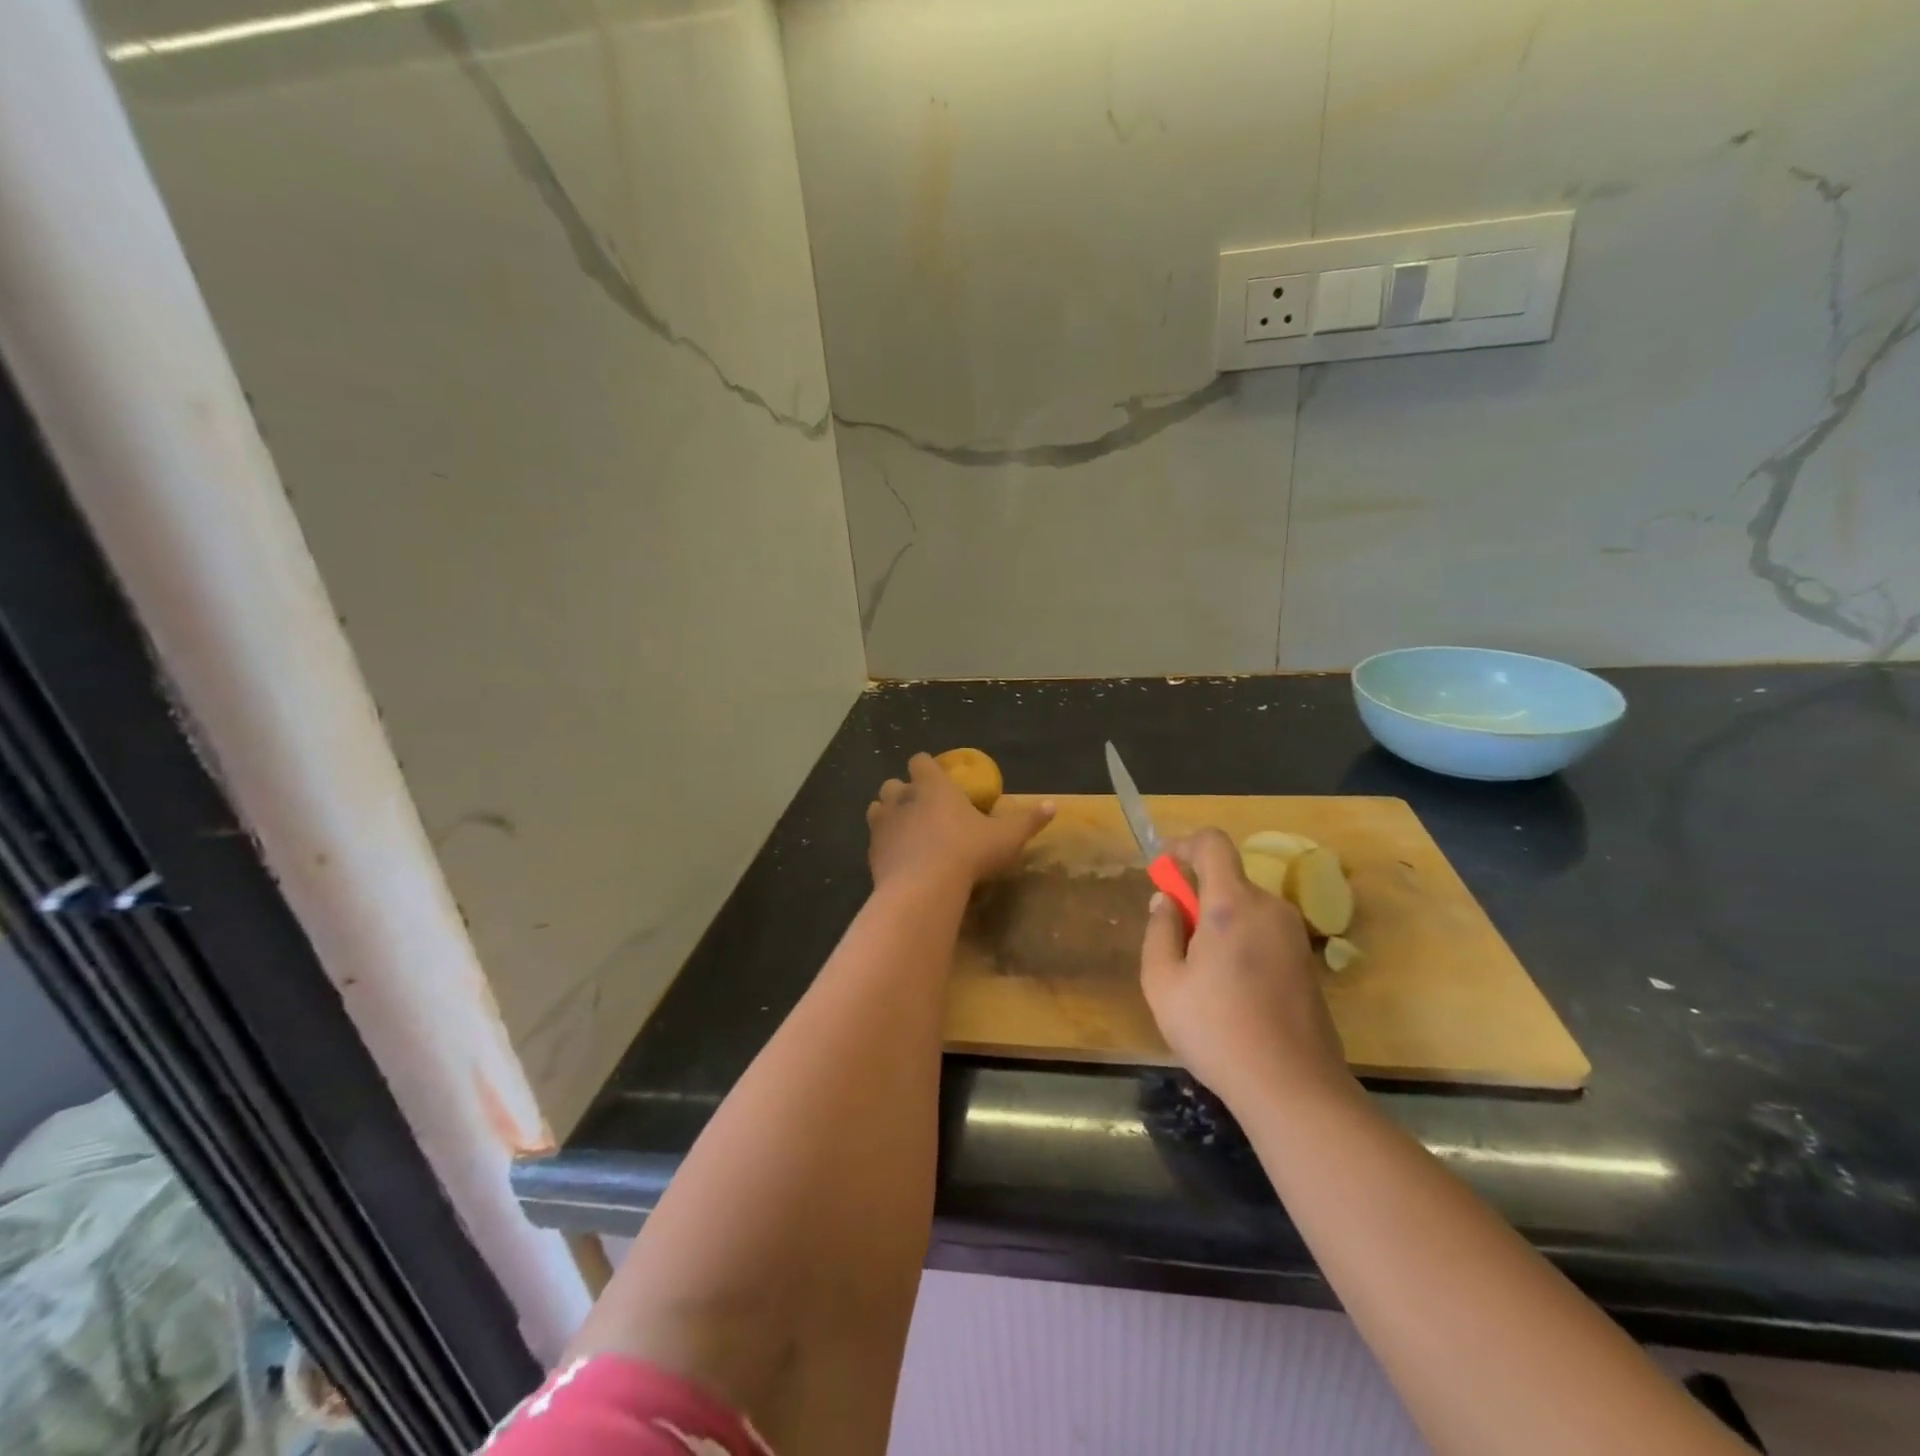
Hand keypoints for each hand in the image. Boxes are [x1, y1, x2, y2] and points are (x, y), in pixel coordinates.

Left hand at [867, 753, 1053, 892]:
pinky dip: (884, 845)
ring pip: (877, 809)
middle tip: (923, 809)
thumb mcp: (1006, 838)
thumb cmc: (968, 853)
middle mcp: (903, 798)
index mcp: (933, 786)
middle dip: (904, 792)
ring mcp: (882, 825)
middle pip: (893, 784)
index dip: (927, 767)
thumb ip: (1028, 821)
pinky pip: (874, 841)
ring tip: (906, 832)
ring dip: (888, 815)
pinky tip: (899, 860)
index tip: (938, 779)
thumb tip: (1053, 806)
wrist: (923, 888)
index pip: (920, 761)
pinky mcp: (871, 852)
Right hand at [1140, 828, 1353, 1108]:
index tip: (1164, 867)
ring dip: (1219, 924)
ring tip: (1201, 977)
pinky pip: (1264, 933)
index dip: (1184, 845)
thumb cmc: (1217, 1031)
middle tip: (1175, 943)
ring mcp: (1294, 936)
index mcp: (1232, 905)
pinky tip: (1232, 993)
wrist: (1293, 1087)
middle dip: (1198, 898)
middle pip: (1228, 881)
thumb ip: (1159, 931)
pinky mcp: (1307, 963)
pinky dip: (1241, 943)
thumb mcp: (1163, 983)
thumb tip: (1166, 900)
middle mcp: (1269, 908)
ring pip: (1246, 909)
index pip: (1213, 844)